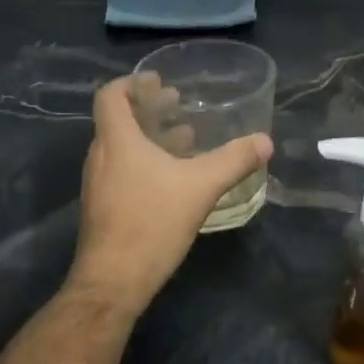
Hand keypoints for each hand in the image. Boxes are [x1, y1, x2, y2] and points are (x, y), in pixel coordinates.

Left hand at [68, 75, 273, 311]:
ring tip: (184, 137)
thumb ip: (233, 161)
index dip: (132, 83)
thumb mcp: (200, 187)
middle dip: (149, 108)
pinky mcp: (103, 207)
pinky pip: (121, 169)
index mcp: (117, 140)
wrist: (113, 282)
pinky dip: (144, 161)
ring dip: (149, 136)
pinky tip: (173, 178)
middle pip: (117, 119)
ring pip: (121, 146)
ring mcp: (98, 184)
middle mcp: (100, 156)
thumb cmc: (151, 223)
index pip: (110, 96)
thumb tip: (265, 141)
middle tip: (178, 104)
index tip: (158, 81)